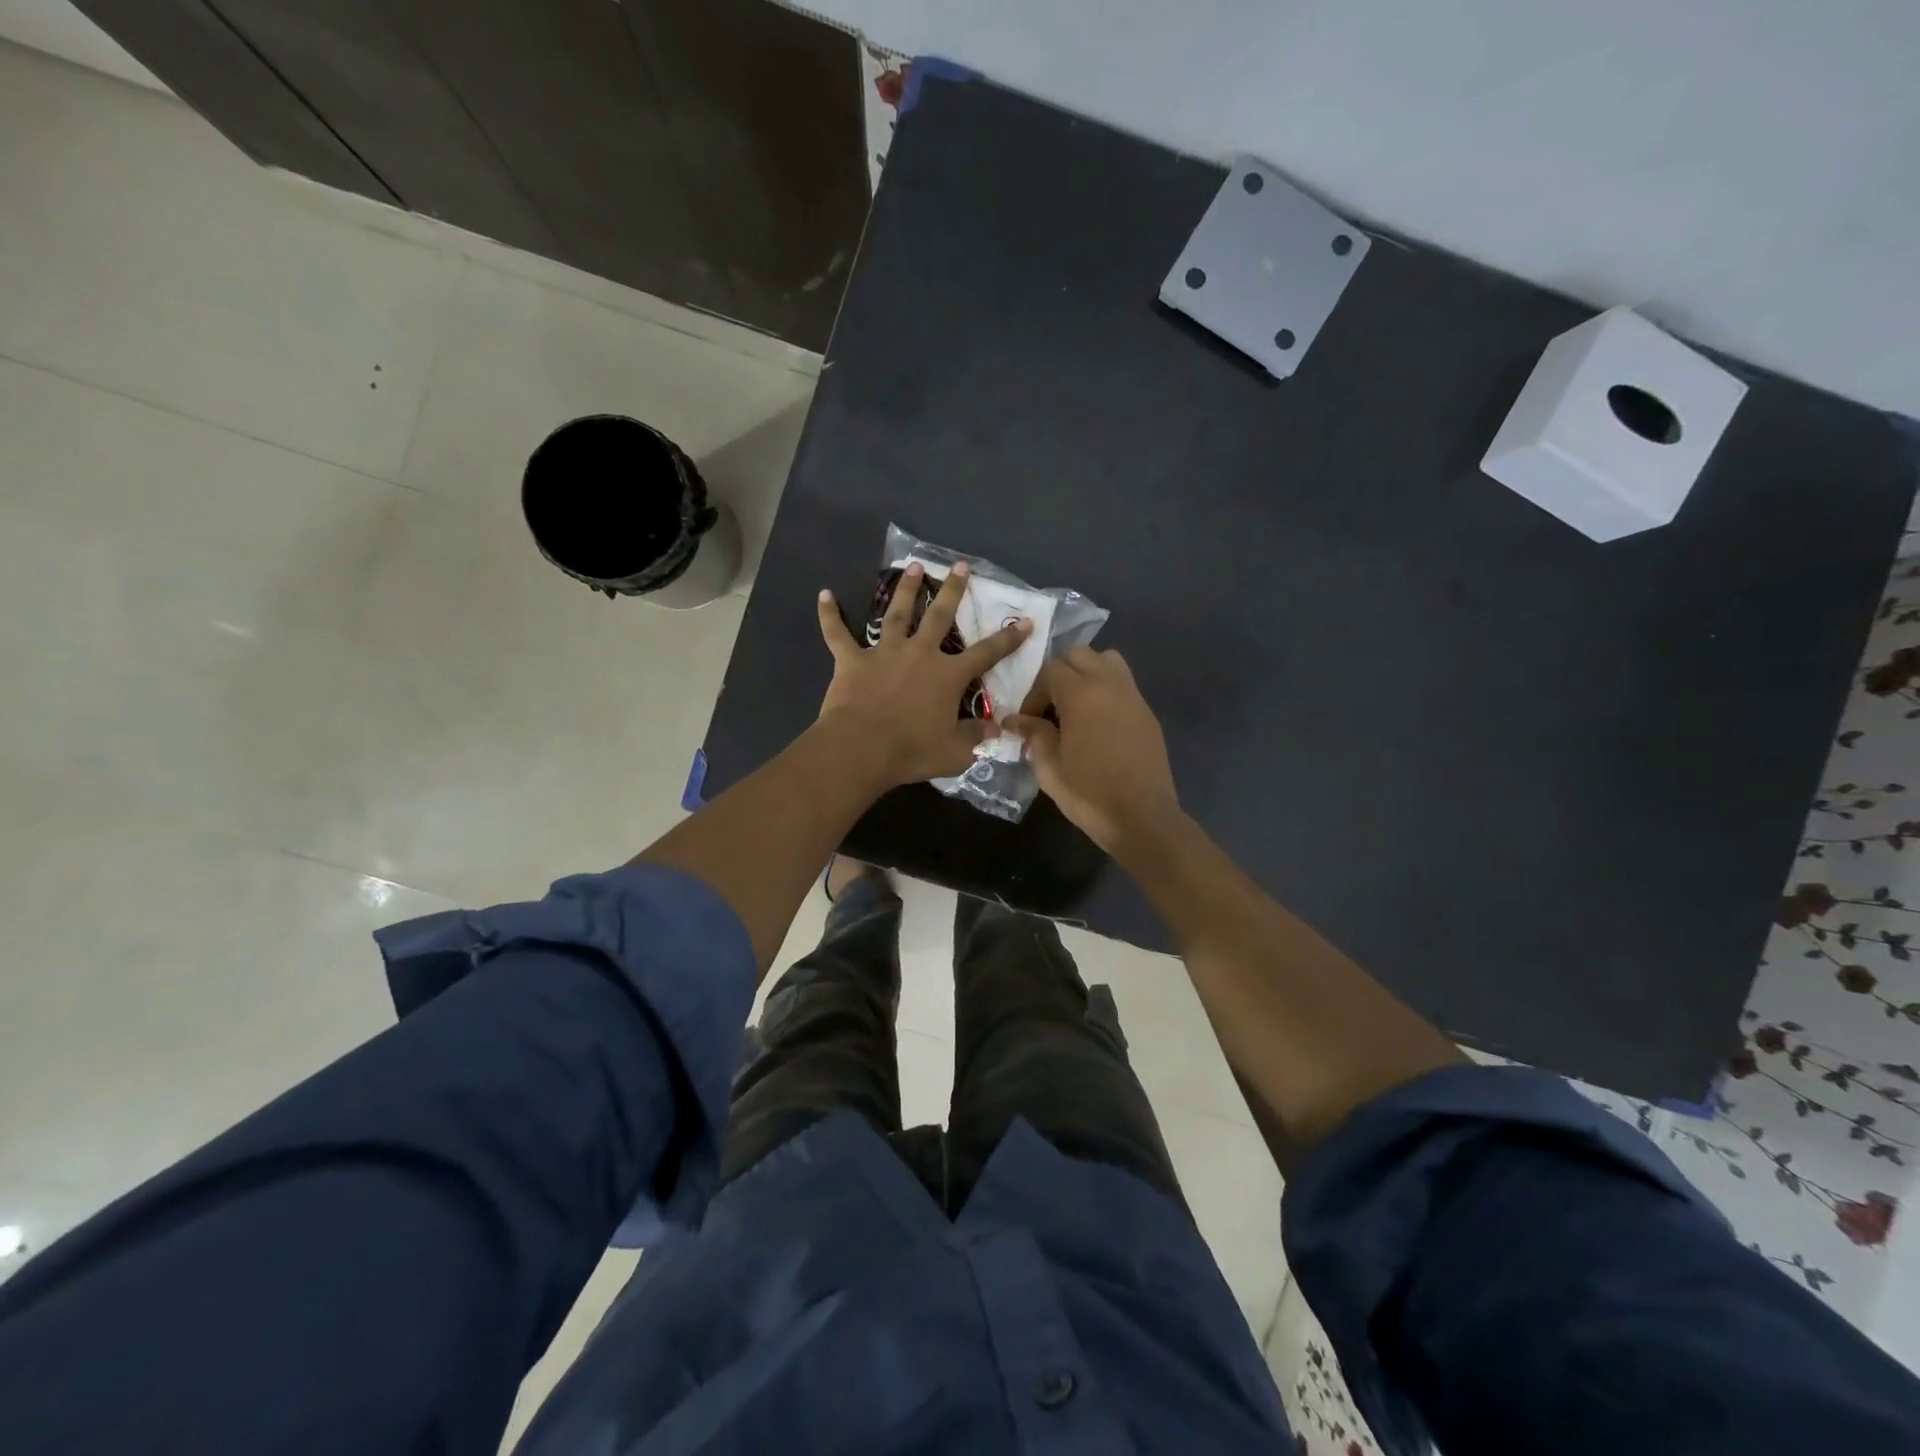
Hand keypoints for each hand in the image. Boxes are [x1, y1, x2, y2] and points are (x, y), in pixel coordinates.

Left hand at [816, 561, 1031, 787]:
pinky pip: (837, 633)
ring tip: (913, 566)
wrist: (861, 748)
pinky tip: (824, 595)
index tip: (1024, 621)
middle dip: (953, 590)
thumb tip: (996, 729)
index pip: (987, 653)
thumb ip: (976, 737)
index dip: (1008, 638)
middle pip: (940, 616)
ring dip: (905, 589)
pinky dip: (830, 615)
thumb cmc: (911, 751)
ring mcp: (884, 652)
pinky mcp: (852, 660)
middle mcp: (920, 653)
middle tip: (960, 566)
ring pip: (896, 613)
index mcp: (948, 675)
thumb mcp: (955, 752)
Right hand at [1003, 646, 1180, 854]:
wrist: (1142, 817)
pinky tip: (1098, 725)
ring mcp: (1133, 696)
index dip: (1034, 693)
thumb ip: (1033, 734)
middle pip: (1080, 655)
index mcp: (1082, 693)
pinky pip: (1123, 685)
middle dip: (1060, 675)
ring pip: (1107, 661)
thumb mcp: (1049, 766)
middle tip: (1051, 708)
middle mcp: (1110, 684)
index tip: (1028, 721)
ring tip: (1076, 707)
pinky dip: (1106, 691)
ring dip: (1087, 674)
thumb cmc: (1089, 792)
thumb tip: (1014, 719)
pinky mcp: (1147, 713)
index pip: (1050, 670)